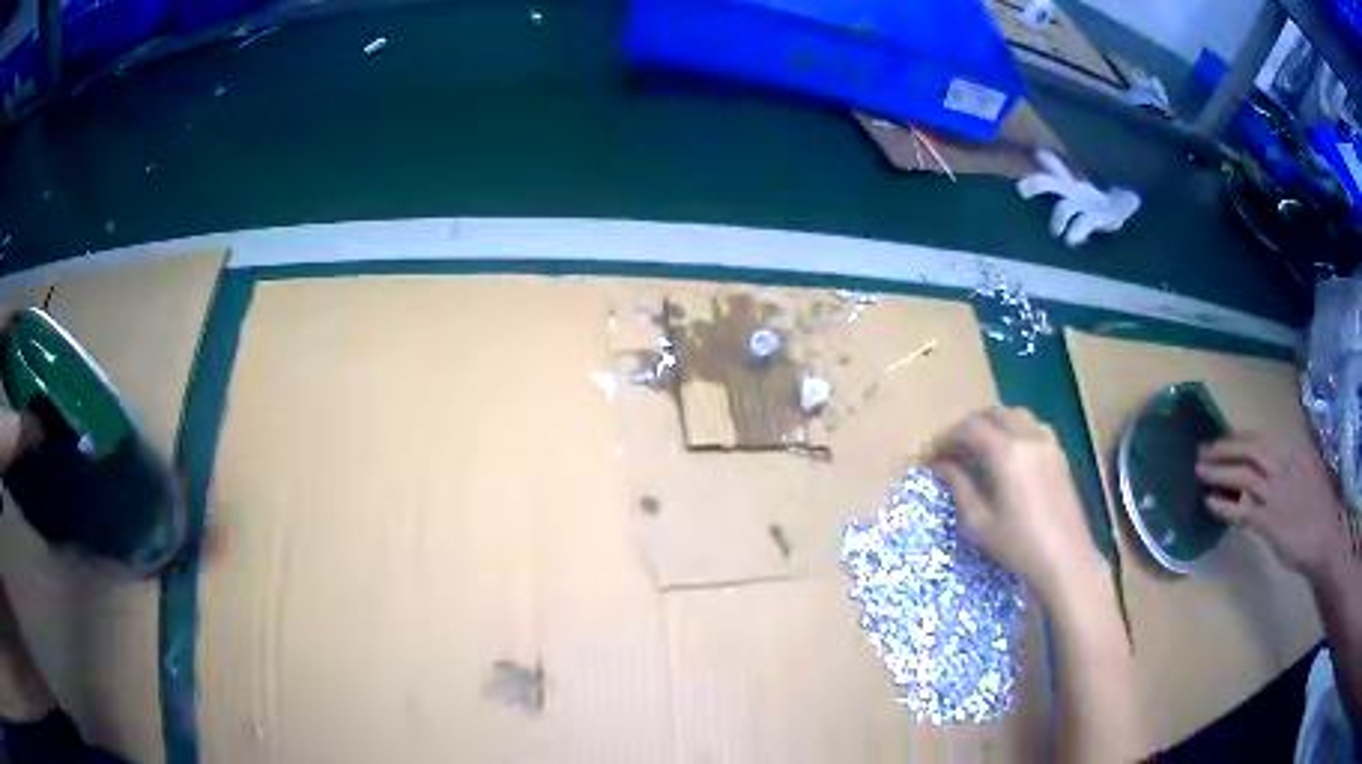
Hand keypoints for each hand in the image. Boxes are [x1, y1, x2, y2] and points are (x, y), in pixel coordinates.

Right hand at [929, 407, 1105, 609]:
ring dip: (993, 424)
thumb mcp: (979, 522)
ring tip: (979, 447)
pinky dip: (1015, 429)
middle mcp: (1028, 437)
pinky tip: (1009, 453)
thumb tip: (941, 466)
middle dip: (968, 427)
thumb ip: (958, 486)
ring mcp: (1048, 442)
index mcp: (1006, 452)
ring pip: (1015, 415)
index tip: (930, 457)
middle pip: (992, 414)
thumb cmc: (1018, 544)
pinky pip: (1033, 426)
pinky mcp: (1059, 454)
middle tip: (952, 450)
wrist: (1065, 558)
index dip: (945, 439)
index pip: (968, 429)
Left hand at [1196, 432, 1352, 580]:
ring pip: (1240, 477)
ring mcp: (1275, 493)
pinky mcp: (1269, 522)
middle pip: (1245, 450)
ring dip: (1217, 474)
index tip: (1218, 440)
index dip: (1234, 438)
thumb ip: (1288, 457)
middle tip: (1200, 452)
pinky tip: (1210, 504)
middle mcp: (1282, 463)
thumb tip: (1266, 453)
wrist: (1326, 536)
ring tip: (1199, 473)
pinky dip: (1224, 507)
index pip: (1256, 437)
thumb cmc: (1318, 502)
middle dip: (1220, 449)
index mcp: (1290, 447)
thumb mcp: (1306, 465)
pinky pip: (1241, 512)